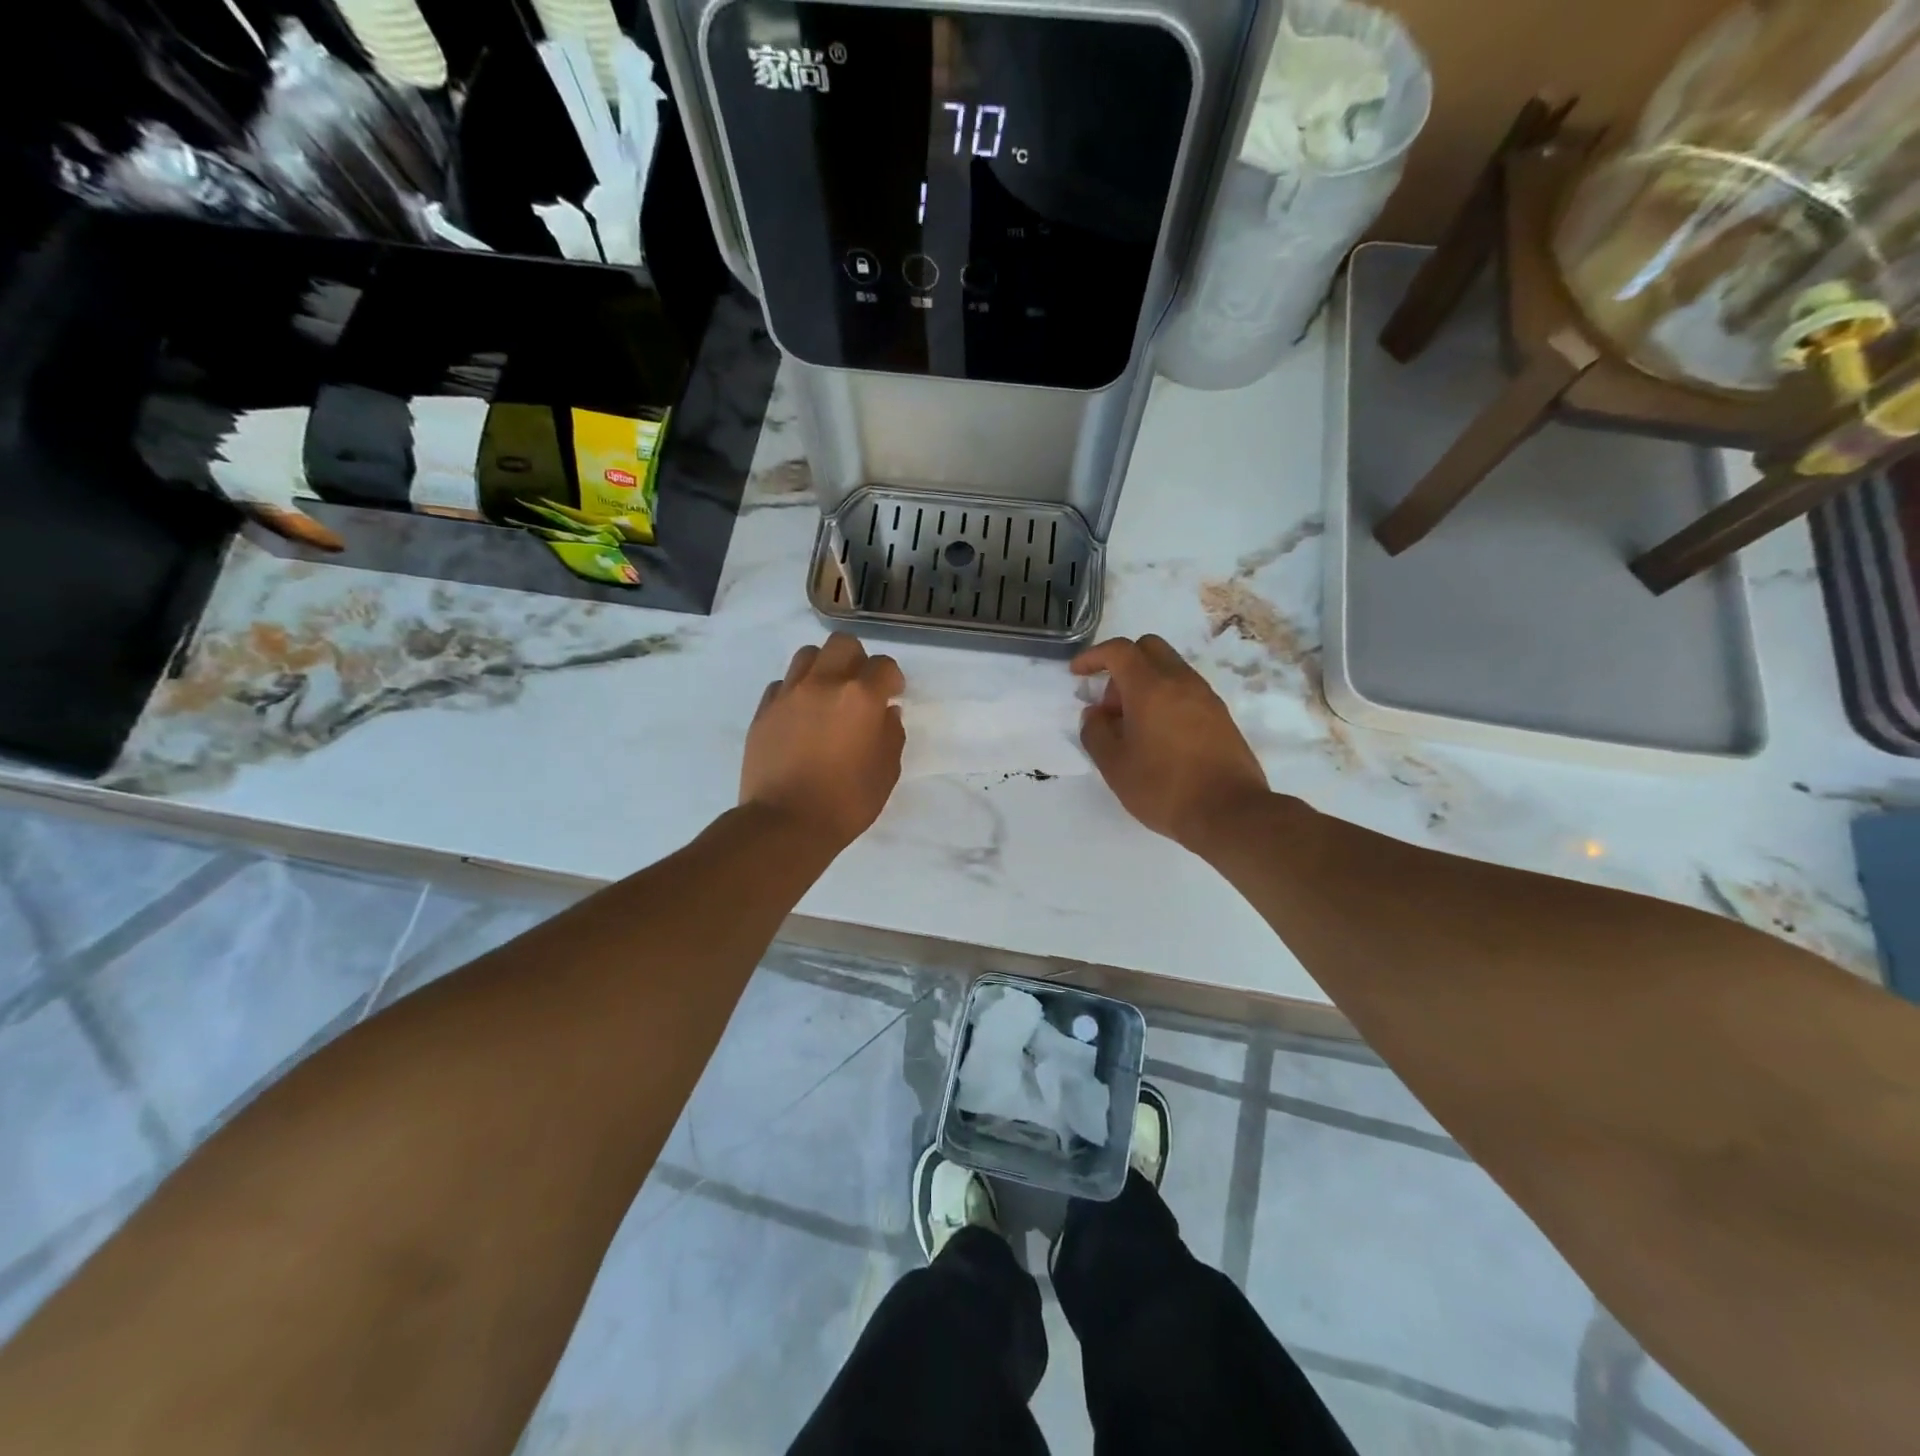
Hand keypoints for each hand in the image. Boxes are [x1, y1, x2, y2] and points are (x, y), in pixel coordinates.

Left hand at [741, 634, 905, 849]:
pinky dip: (796, 692)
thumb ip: (891, 734)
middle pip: (843, 644)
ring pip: (808, 656)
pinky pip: (782, 684)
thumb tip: (886, 712)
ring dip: (823, 668)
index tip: (892, 695)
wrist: (785, 823)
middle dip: (857, 660)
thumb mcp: (886, 772)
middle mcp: (824, 683)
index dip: (892, 679)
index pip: (884, 665)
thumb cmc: (846, 801)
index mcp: (860, 697)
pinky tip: (801, 716)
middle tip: (859, 688)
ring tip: (827, 696)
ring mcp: (789, 694)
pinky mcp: (764, 710)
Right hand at [1073, 635, 1269, 851]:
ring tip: (1133, 726)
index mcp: (1150, 687)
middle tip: (1110, 704)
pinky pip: (1186, 691)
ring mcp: (1206, 697)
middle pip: (1148, 648)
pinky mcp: (1221, 716)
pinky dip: (1166, 698)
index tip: (1077, 674)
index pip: (1119, 650)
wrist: (1229, 813)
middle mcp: (1181, 681)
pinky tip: (1158, 736)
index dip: (1093, 656)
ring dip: (1145, 684)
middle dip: (1122, 665)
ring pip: (1170, 669)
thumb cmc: (1163, 788)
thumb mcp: (1114, 765)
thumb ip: (1096, 732)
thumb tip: (1095, 714)